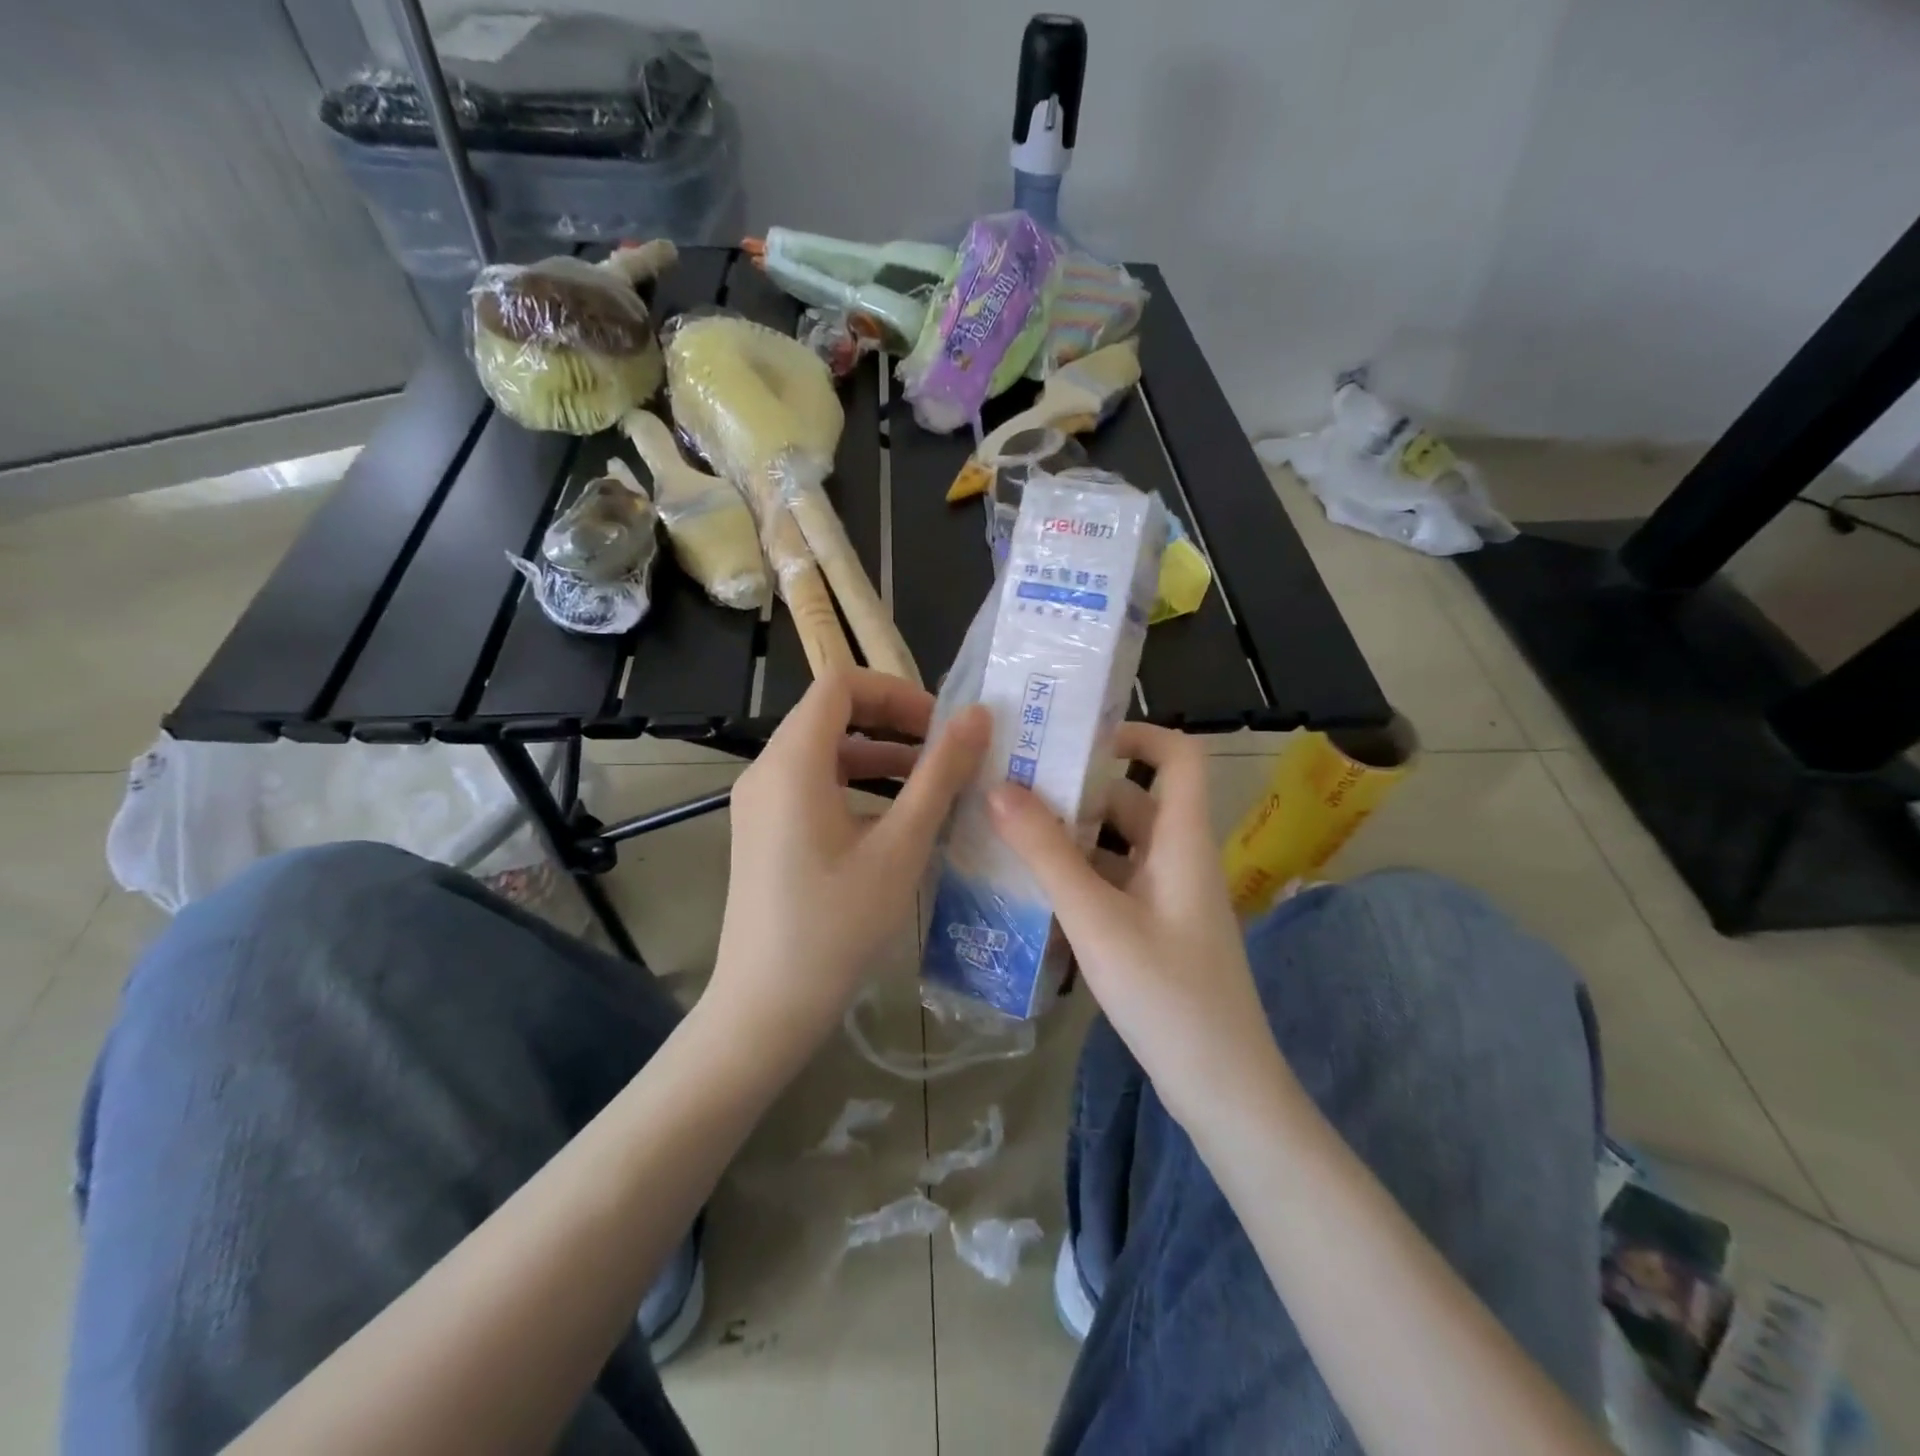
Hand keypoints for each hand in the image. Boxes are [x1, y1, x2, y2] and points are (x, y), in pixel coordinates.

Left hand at [707, 669, 988, 1067]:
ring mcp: (760, 803)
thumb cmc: (837, 926)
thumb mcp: (900, 847)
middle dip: (893, 720)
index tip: (942, 724)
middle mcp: (766, 771)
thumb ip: (939, 775)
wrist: (766, 1008)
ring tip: (933, 782)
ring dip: (879, 754)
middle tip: (946, 749)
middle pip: (830, 713)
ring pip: (824, 751)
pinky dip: (856, 784)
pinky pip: (812, 784)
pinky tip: (896, 820)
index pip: (840, 684)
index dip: (895, 691)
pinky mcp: (763, 831)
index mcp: (792, 762)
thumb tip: (976, 716)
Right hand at [987, 725, 1285, 1121]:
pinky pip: (1112, 885)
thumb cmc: (1167, 996)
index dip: (1136, 733)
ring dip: (1068, 839)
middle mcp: (1177, 859)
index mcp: (1181, 841)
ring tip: (1005, 834)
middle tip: (1012, 786)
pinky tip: (1029, 891)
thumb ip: (1047, 854)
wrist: (1223, 1091)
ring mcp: (1167, 898)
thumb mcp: (1098, 920)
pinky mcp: (1155, 931)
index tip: (1074, 738)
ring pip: (1116, 847)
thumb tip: (1000, 788)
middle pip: (1132, 801)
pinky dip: (1076, 879)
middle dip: (1076, 790)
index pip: (1178, 756)